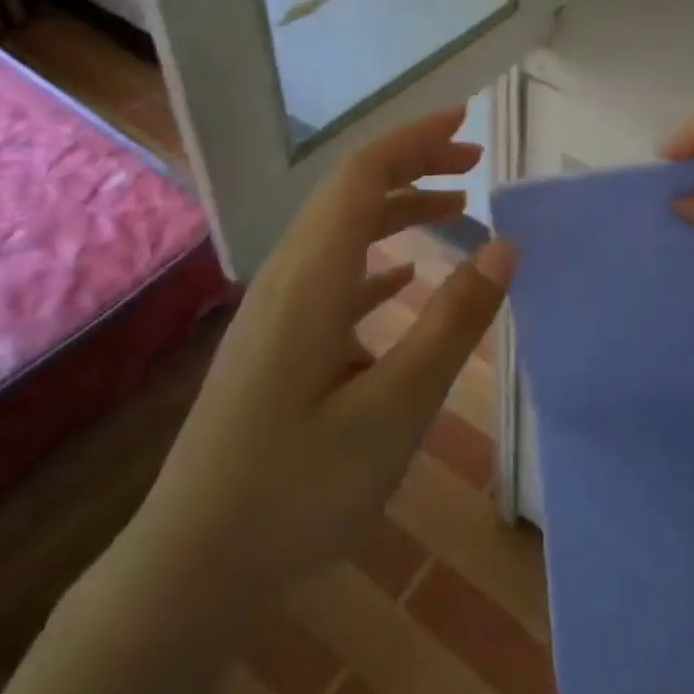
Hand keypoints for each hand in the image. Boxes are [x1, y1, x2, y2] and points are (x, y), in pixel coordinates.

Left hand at [125, 106, 515, 616]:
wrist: (189, 570)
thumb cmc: (295, 490)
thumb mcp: (394, 409)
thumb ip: (452, 324)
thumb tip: (503, 247)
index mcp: (312, 278)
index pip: (363, 175)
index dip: (414, 139)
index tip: (465, 122)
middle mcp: (289, 278)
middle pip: (352, 191)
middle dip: (413, 163)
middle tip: (473, 161)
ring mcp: (278, 312)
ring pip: (343, 231)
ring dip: (398, 208)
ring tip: (457, 208)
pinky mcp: (277, 344)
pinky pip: (333, 275)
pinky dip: (377, 259)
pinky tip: (404, 278)